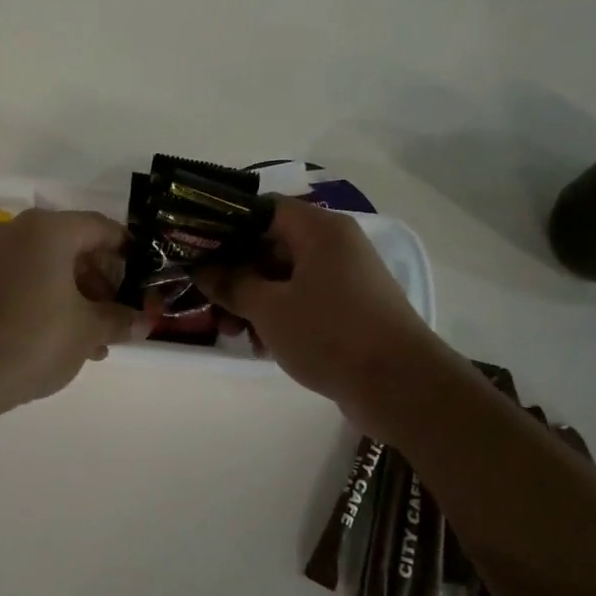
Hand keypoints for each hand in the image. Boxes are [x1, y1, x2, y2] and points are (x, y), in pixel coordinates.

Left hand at [0, 209, 135, 414]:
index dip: (127, 253)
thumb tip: (145, 321)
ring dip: (73, 296)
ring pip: (44, 266)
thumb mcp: (87, 331)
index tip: (141, 281)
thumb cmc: (32, 340)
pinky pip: (18, 279)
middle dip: (99, 283)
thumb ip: (119, 319)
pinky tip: (57, 338)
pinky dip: (42, 299)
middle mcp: (14, 230)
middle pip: (71, 246)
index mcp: (48, 229)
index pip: (101, 228)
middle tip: (115, 318)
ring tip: (91, 340)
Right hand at [194, 197, 451, 424]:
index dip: (226, 225)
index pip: (261, 209)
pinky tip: (260, 346)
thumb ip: (231, 284)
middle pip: (270, 245)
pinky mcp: (348, 309)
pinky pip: (303, 301)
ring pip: (284, 277)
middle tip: (206, 299)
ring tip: (231, 332)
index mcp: (318, 230)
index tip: (195, 247)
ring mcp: (344, 278)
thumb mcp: (269, 308)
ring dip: (253, 300)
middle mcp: (333, 245)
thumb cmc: (330, 334)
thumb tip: (202, 268)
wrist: (401, 387)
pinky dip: (278, 316)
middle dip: (235, 273)